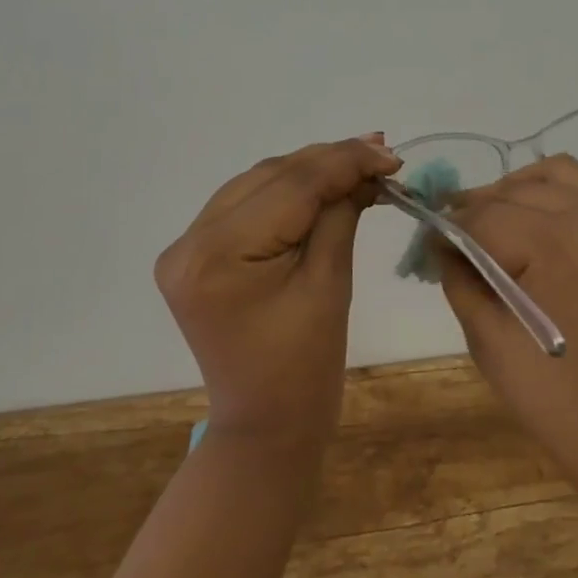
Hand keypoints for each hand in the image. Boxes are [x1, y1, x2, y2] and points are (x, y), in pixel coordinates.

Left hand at [156, 135, 399, 452]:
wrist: (265, 426)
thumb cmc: (306, 367)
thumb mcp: (330, 283)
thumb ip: (341, 214)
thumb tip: (367, 166)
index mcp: (217, 255)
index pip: (290, 187)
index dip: (344, 162)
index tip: (391, 154)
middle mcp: (189, 242)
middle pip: (270, 177)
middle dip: (329, 161)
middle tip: (381, 152)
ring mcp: (186, 247)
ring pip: (258, 182)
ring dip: (309, 171)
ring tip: (360, 162)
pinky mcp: (196, 254)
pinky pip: (247, 204)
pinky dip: (287, 192)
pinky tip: (322, 184)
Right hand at [436, 157, 577, 538]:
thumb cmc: (563, 405)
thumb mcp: (491, 344)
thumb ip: (461, 280)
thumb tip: (442, 242)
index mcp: (557, 246)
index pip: (484, 217)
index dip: (449, 227)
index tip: (429, 242)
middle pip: (516, 190)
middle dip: (478, 208)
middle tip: (456, 238)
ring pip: (556, 173)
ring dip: (518, 190)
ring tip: (497, 222)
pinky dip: (557, 194)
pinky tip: (540, 226)